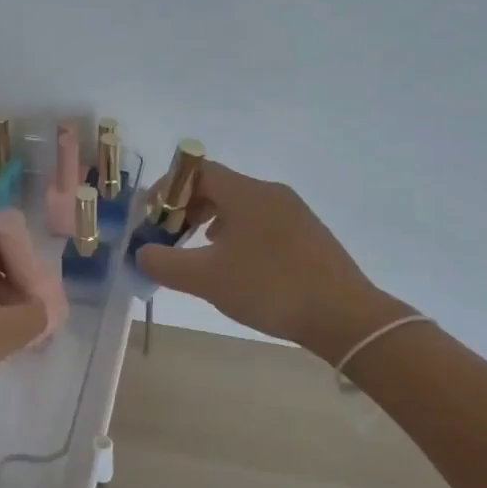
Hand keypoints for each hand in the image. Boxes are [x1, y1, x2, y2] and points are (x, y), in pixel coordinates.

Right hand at [133, 161, 405, 362]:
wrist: (344, 316)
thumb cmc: (270, 288)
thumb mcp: (207, 279)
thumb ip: (164, 263)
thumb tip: (141, 253)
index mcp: (246, 193)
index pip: (197, 171)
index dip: (168, 190)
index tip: (152, 217)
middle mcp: (270, 192)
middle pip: (218, 186)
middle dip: (187, 208)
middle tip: (170, 237)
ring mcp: (294, 212)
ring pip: (241, 205)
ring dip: (212, 221)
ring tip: (199, 251)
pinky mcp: (308, 233)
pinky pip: (262, 221)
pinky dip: (238, 233)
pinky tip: (237, 264)